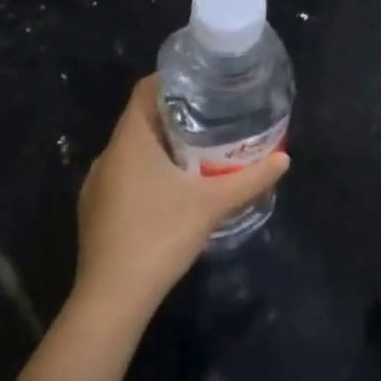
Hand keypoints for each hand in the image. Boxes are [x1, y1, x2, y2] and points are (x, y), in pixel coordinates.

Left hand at [73, 75, 289, 317]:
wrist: (111, 301)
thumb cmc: (159, 236)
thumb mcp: (212, 204)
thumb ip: (249, 179)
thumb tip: (285, 159)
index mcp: (130, 141)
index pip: (145, 90)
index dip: (172, 79)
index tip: (203, 82)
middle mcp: (108, 156)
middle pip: (142, 120)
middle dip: (175, 115)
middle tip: (212, 116)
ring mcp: (97, 186)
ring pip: (132, 150)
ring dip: (161, 146)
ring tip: (198, 151)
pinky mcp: (95, 212)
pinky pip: (124, 176)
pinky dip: (148, 172)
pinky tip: (172, 191)